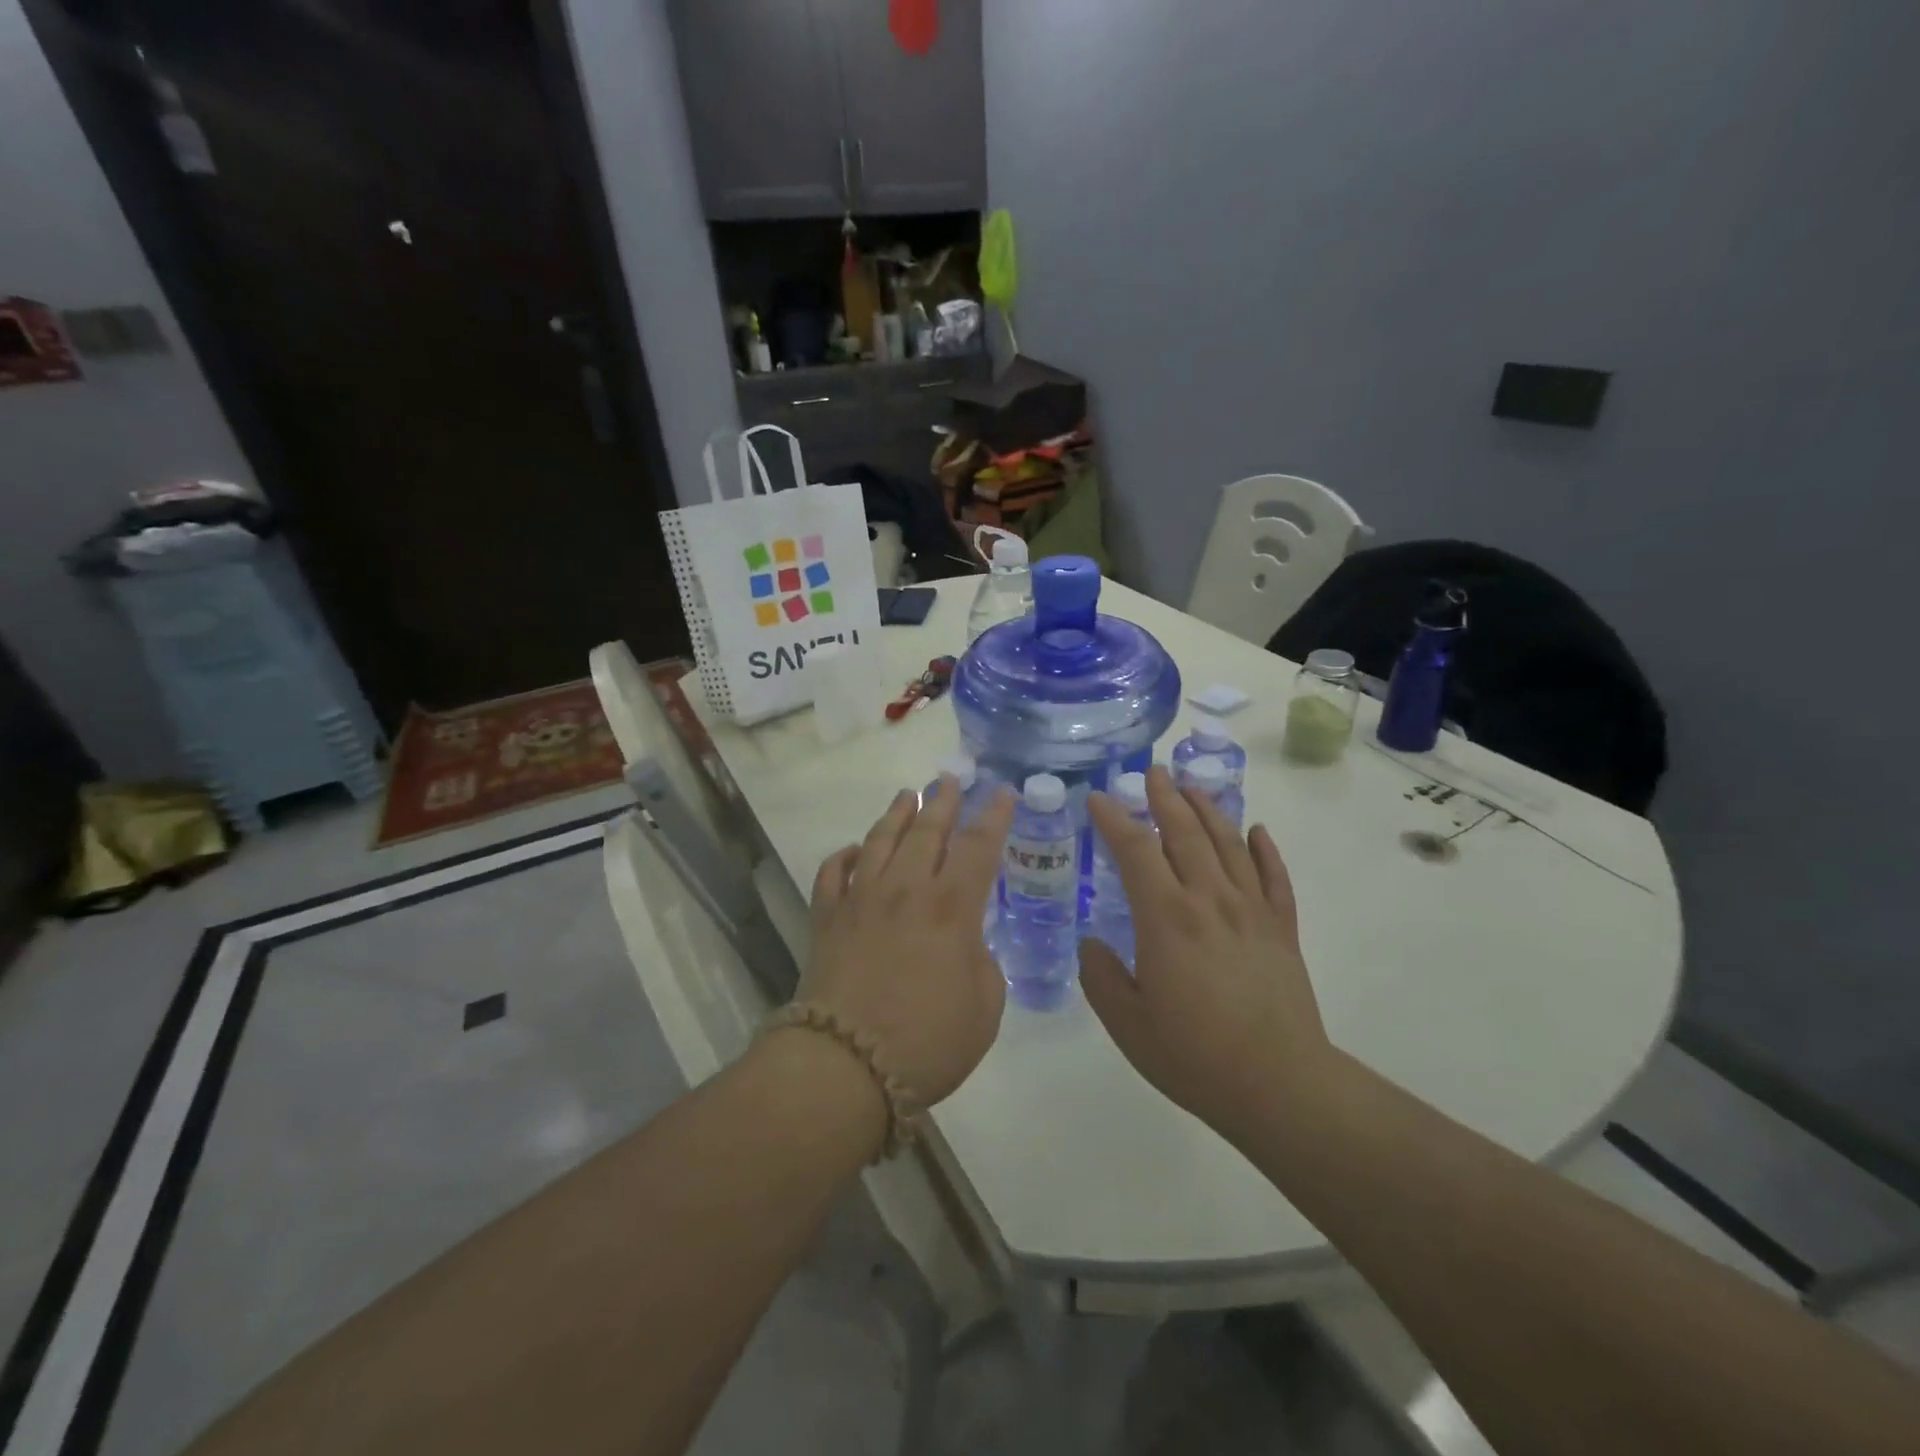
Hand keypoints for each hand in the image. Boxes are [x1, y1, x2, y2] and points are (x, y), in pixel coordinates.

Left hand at [803, 779, 1014, 1107]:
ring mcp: (861, 900)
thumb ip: (982, 963)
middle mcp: (906, 889)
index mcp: (952, 907)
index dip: (994, 816)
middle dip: (943, 800)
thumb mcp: (985, 1007)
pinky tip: (854, 851)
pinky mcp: (827, 918)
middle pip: (927, 830)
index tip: (1002, 792)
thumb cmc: (928, 1041)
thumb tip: (965, 943)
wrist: (845, 1065)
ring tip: (908, 796)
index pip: (978, 846)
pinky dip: (845, 856)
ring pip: (880, 840)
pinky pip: (833, 873)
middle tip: (950, 778)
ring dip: (897, 814)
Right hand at [1081, 766, 1331, 1142]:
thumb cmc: (1195, 1055)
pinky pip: (1274, 876)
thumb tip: (1092, 944)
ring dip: (1208, 809)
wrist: (1280, 1085)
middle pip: (1185, 832)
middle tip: (1152, 771)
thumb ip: (1100, 977)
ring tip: (1192, 787)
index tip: (1097, 798)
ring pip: (1228, 844)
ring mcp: (1251, 910)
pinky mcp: (1281, 928)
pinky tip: (1257, 832)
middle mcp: (1210, 900)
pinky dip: (1264, 849)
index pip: (1136, 849)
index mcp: (1167, 917)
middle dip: (1164, 797)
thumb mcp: (1127, 1024)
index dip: (1113, 819)